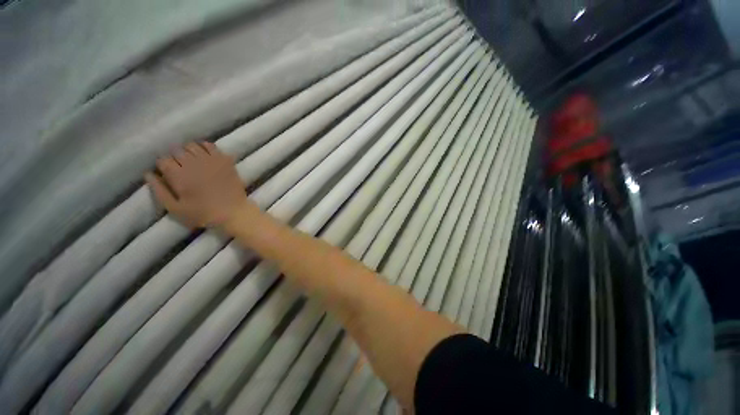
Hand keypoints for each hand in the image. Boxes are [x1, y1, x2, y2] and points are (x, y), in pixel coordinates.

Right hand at [145, 142, 257, 228]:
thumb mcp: (175, 208)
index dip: (163, 166)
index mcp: (179, 176)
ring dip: (189, 151)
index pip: (163, 160)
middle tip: (180, 167)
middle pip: (177, 151)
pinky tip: (205, 155)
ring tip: (192, 160)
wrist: (234, 212)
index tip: (168, 172)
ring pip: (193, 145)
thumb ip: (159, 190)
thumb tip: (148, 173)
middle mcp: (193, 164)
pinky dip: (205, 147)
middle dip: (175, 158)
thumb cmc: (203, 214)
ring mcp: (211, 161)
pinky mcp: (225, 161)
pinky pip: (212, 146)